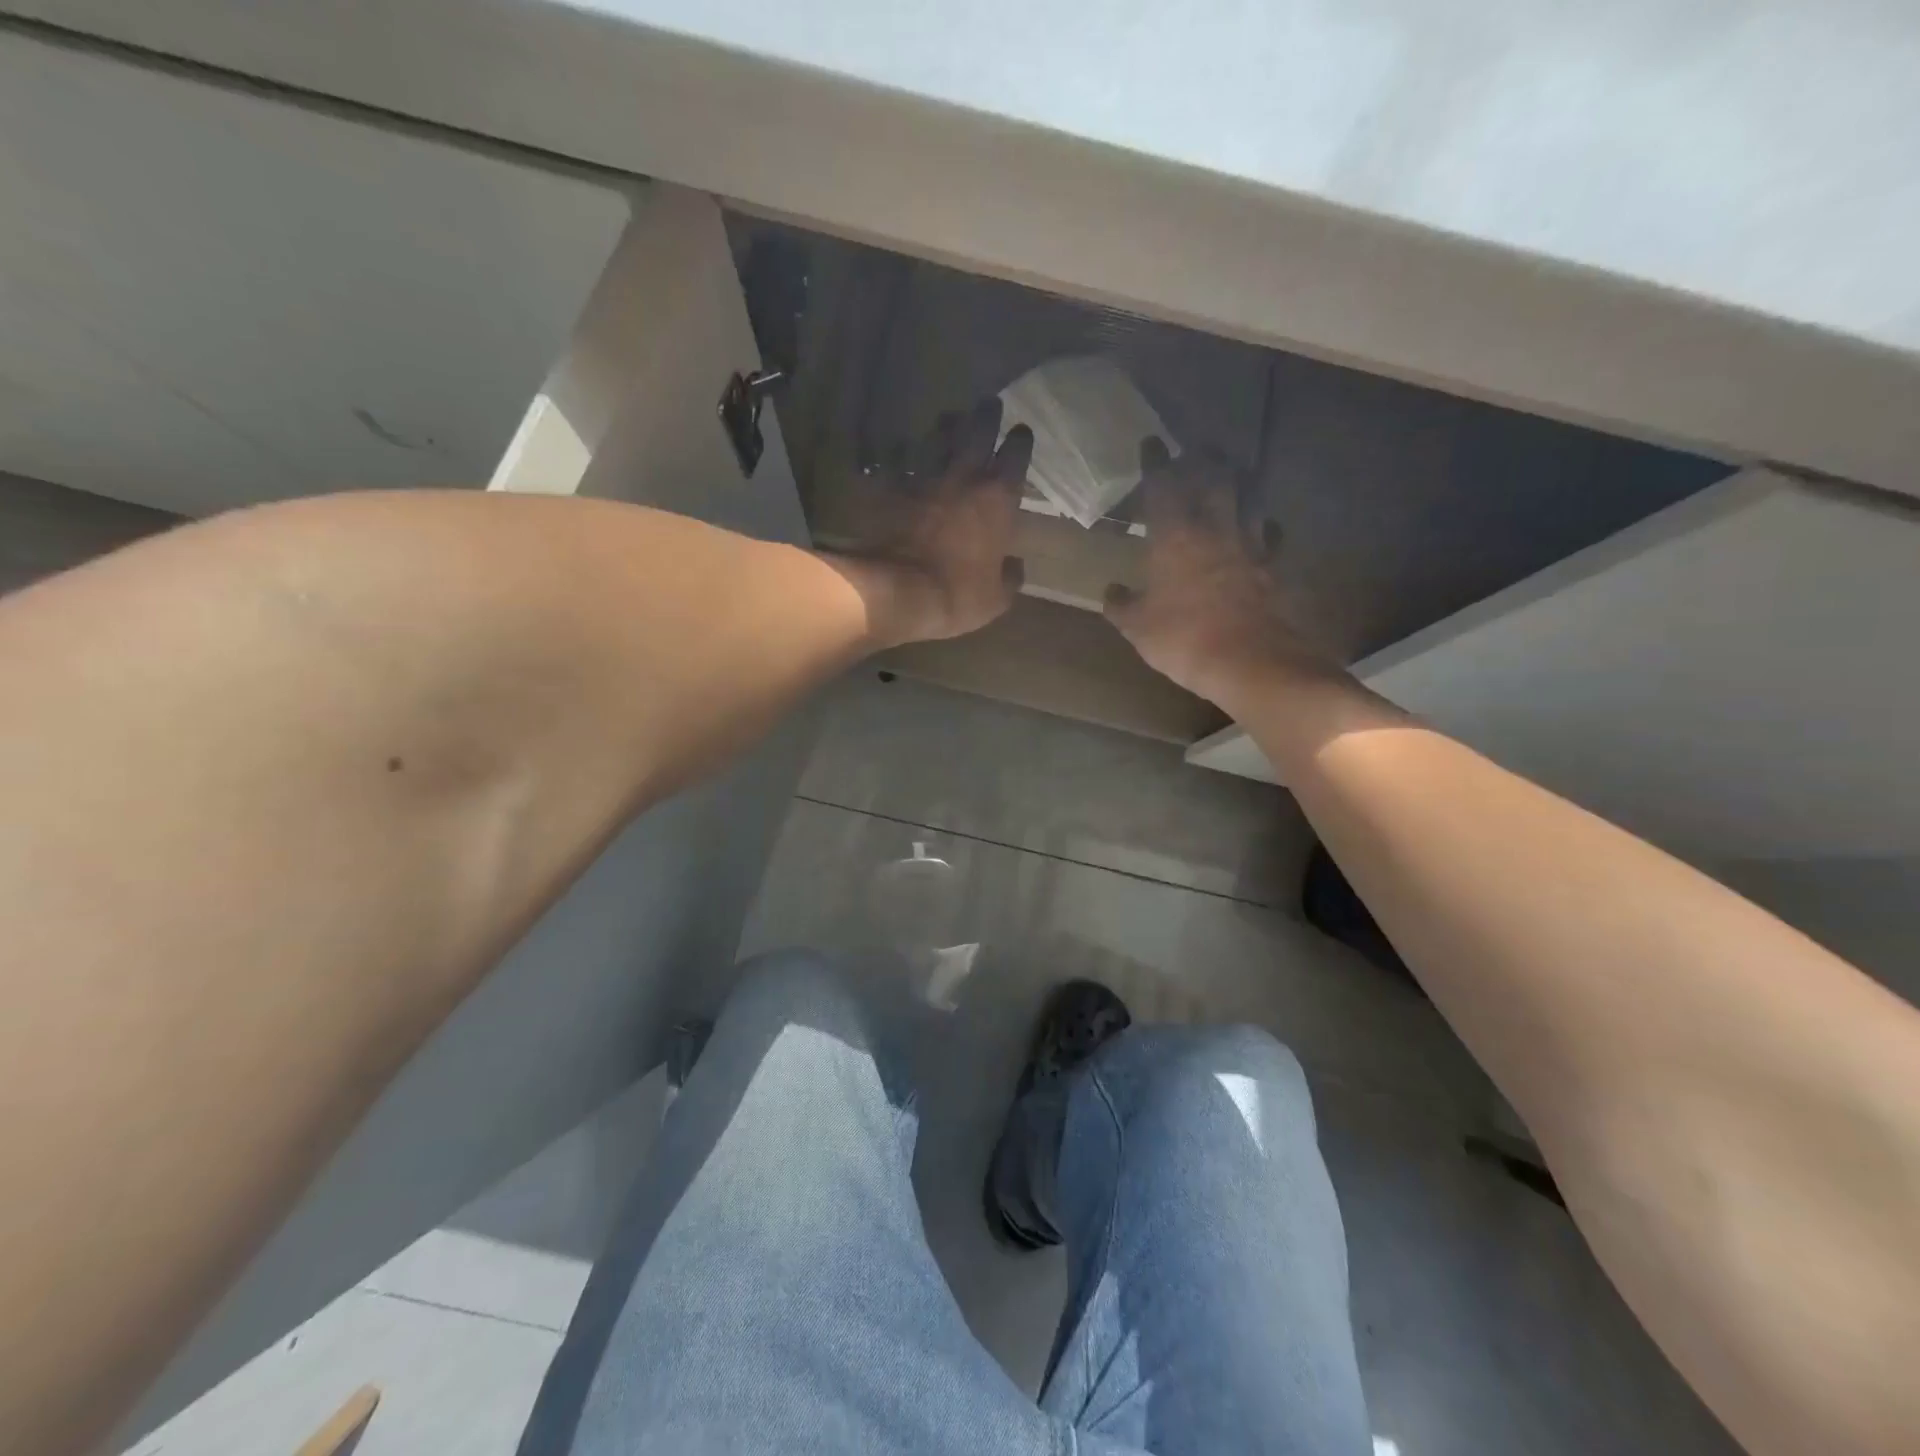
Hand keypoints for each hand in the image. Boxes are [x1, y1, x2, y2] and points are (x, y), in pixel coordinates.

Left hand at [823, 397, 1031, 648]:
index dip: (1020, 441)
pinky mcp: (891, 488)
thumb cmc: (958, 594)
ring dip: (945, 427)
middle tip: (989, 403)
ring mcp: (924, 478)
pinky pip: (894, 462)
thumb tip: (1015, 565)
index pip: (1016, 456)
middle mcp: (963, 477)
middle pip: (977, 432)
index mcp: (998, 498)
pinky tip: (897, 448)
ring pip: (937, 439)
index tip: (1022, 431)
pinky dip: (898, 454)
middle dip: (986, 415)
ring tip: (949, 417)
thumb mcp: (997, 598)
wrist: (899, 590)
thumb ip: (1010, 576)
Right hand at [1104, 440, 1334, 705]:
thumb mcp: (1137, 627)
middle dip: (1205, 459)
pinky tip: (1262, 528)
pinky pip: (1270, 535)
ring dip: (1239, 483)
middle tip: (1199, 449)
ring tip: (1234, 475)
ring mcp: (1249, 546)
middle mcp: (1214, 529)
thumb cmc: (1182, 638)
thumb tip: (1112, 591)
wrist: (1249, 661)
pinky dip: (1264, 526)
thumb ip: (1122, 605)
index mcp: (1174, 537)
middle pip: (1214, 479)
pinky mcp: (1272, 567)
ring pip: (1248, 499)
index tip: (1152, 443)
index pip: (1163, 486)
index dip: (1155, 463)